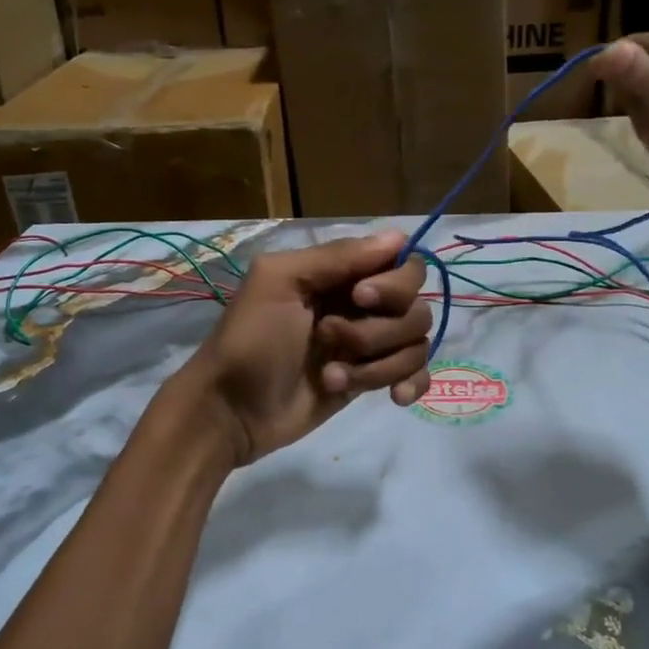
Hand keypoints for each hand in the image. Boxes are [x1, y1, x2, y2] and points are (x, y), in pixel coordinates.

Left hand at [181, 231, 433, 464]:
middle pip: (415, 307)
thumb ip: (336, 256)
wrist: (231, 410)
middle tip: (329, 338)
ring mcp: (369, 345)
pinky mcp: (370, 380)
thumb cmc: (250, 339)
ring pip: (416, 344)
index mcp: (340, 274)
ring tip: (330, 377)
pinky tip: (393, 398)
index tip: (360, 298)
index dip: (393, 283)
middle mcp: (362, 305)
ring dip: (377, 364)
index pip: (402, 264)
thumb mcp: (279, 282)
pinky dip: (411, 383)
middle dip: (377, 330)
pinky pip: (416, 374)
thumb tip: (399, 238)